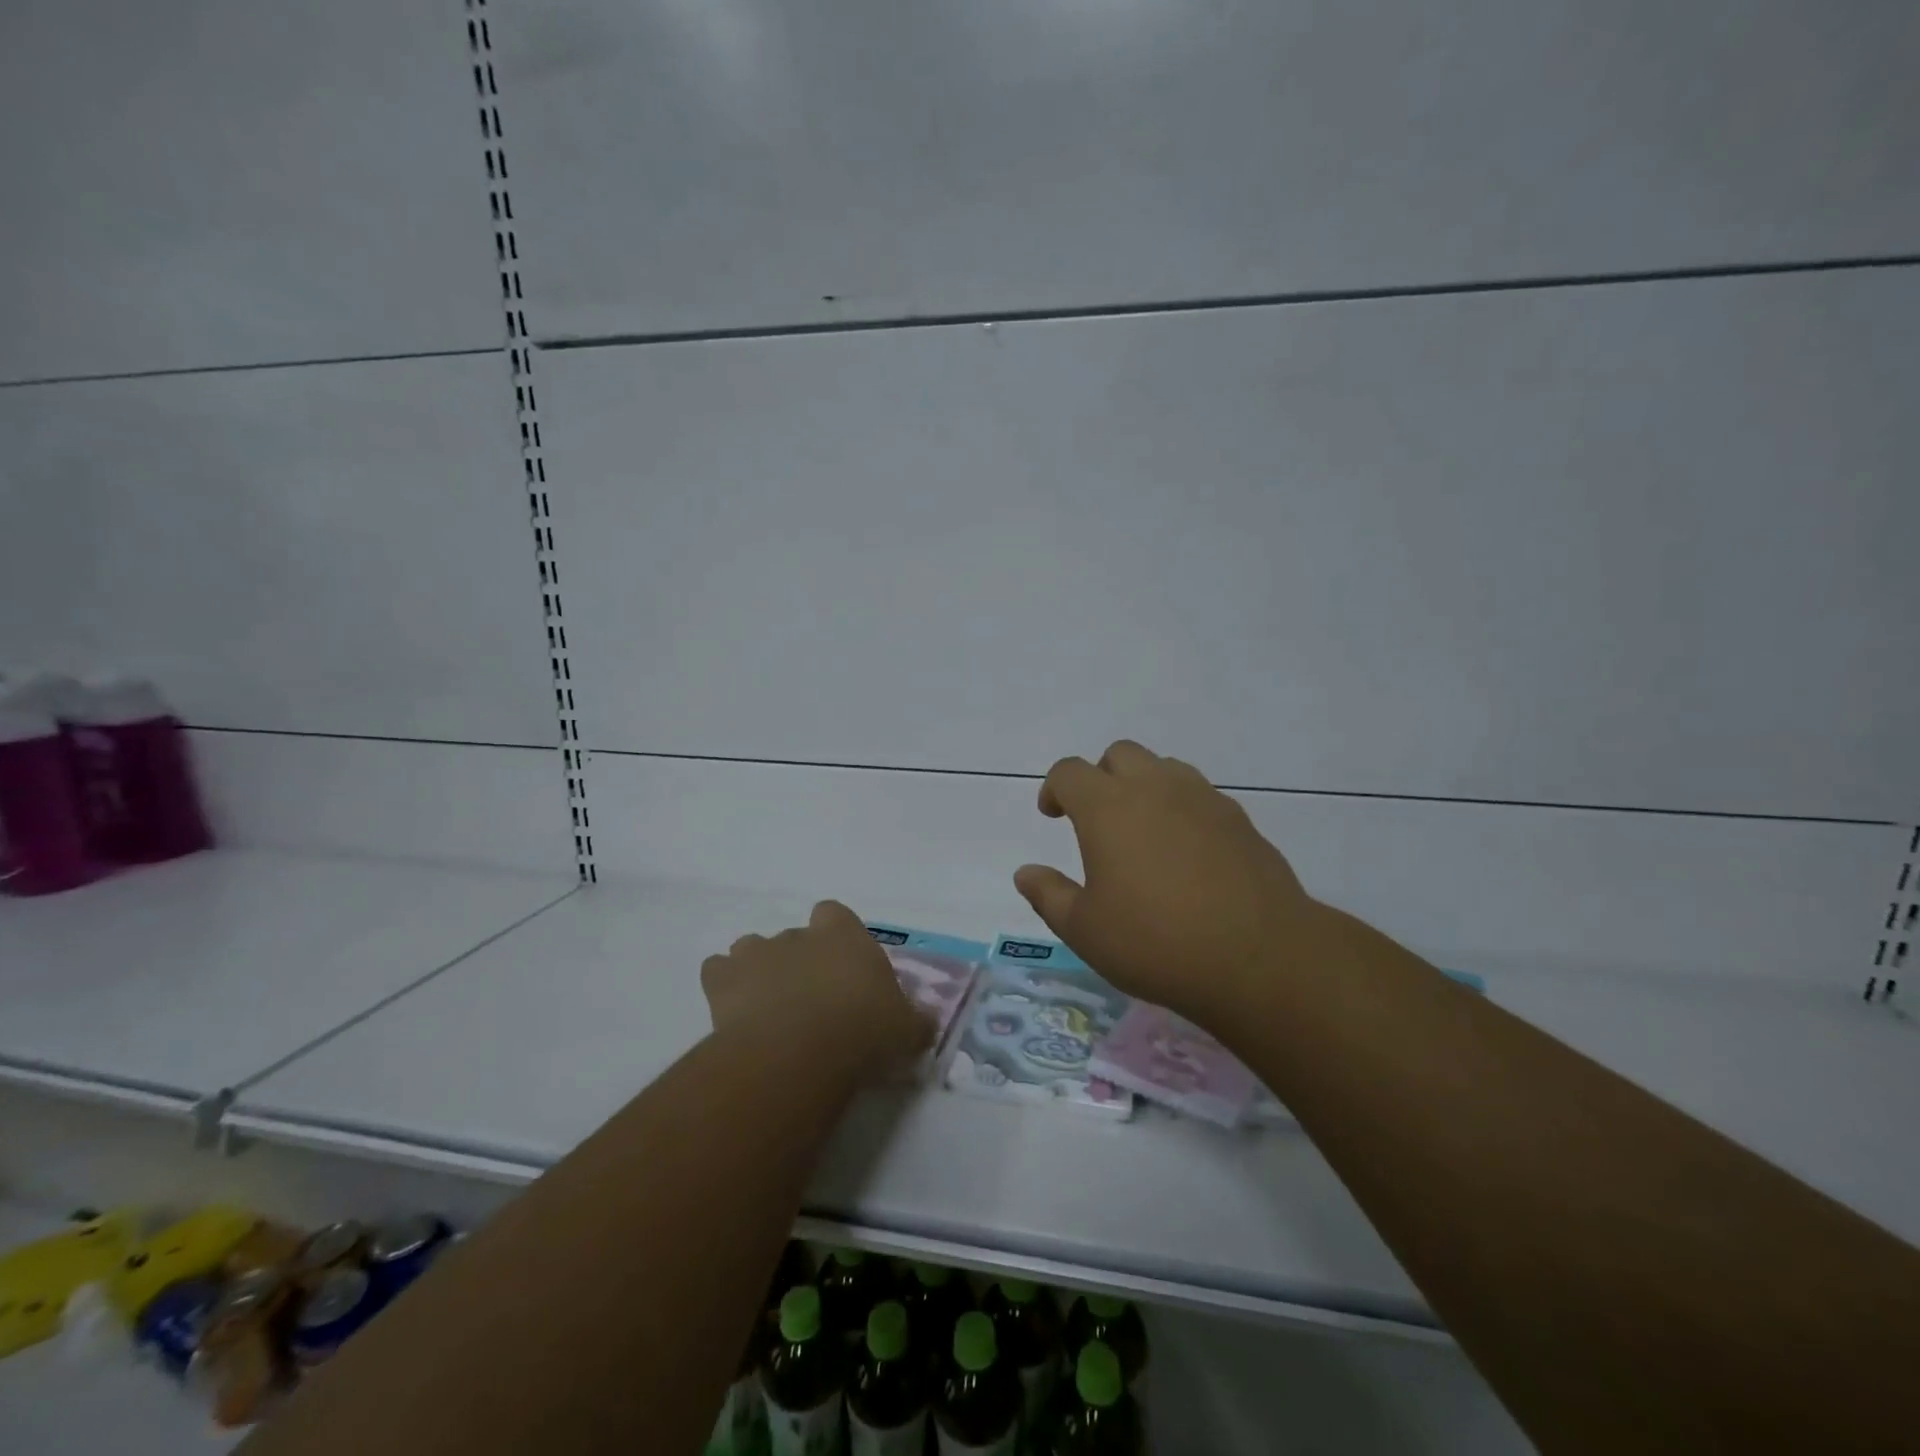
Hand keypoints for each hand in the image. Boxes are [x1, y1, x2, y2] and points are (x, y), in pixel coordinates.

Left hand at [700, 900, 932, 1076]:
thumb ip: (915, 1021)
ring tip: (767, 1007)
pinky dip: (723, 987)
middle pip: (794, 936)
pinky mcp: (723, 979)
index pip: (835, 914)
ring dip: (758, 970)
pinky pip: (717, 972)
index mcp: (844, 935)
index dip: (835, 936)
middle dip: (798, 961)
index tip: (841, 967)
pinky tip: (734, 1014)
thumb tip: (926, 1025)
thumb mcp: (906, 1029)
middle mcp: (799, 935)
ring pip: (751, 947)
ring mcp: (757, 953)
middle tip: (809, 1001)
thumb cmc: (864, 1028)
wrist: (801, 1049)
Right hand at [1013, 740, 1319, 1024]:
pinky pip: (1200, 795)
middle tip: (1097, 820)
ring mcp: (1202, 799)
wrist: (1259, 957)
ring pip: (1164, 767)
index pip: (1069, 771)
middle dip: (1100, 777)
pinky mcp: (1239, 819)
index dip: (1054, 788)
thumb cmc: (1156, 942)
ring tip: (1143, 831)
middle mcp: (1154, 788)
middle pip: (1119, 754)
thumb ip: (1049, 895)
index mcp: (1108, 807)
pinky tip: (1186, 853)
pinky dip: (1181, 808)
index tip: (1053, 815)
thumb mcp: (1085, 930)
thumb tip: (1025, 873)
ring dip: (1144, 786)